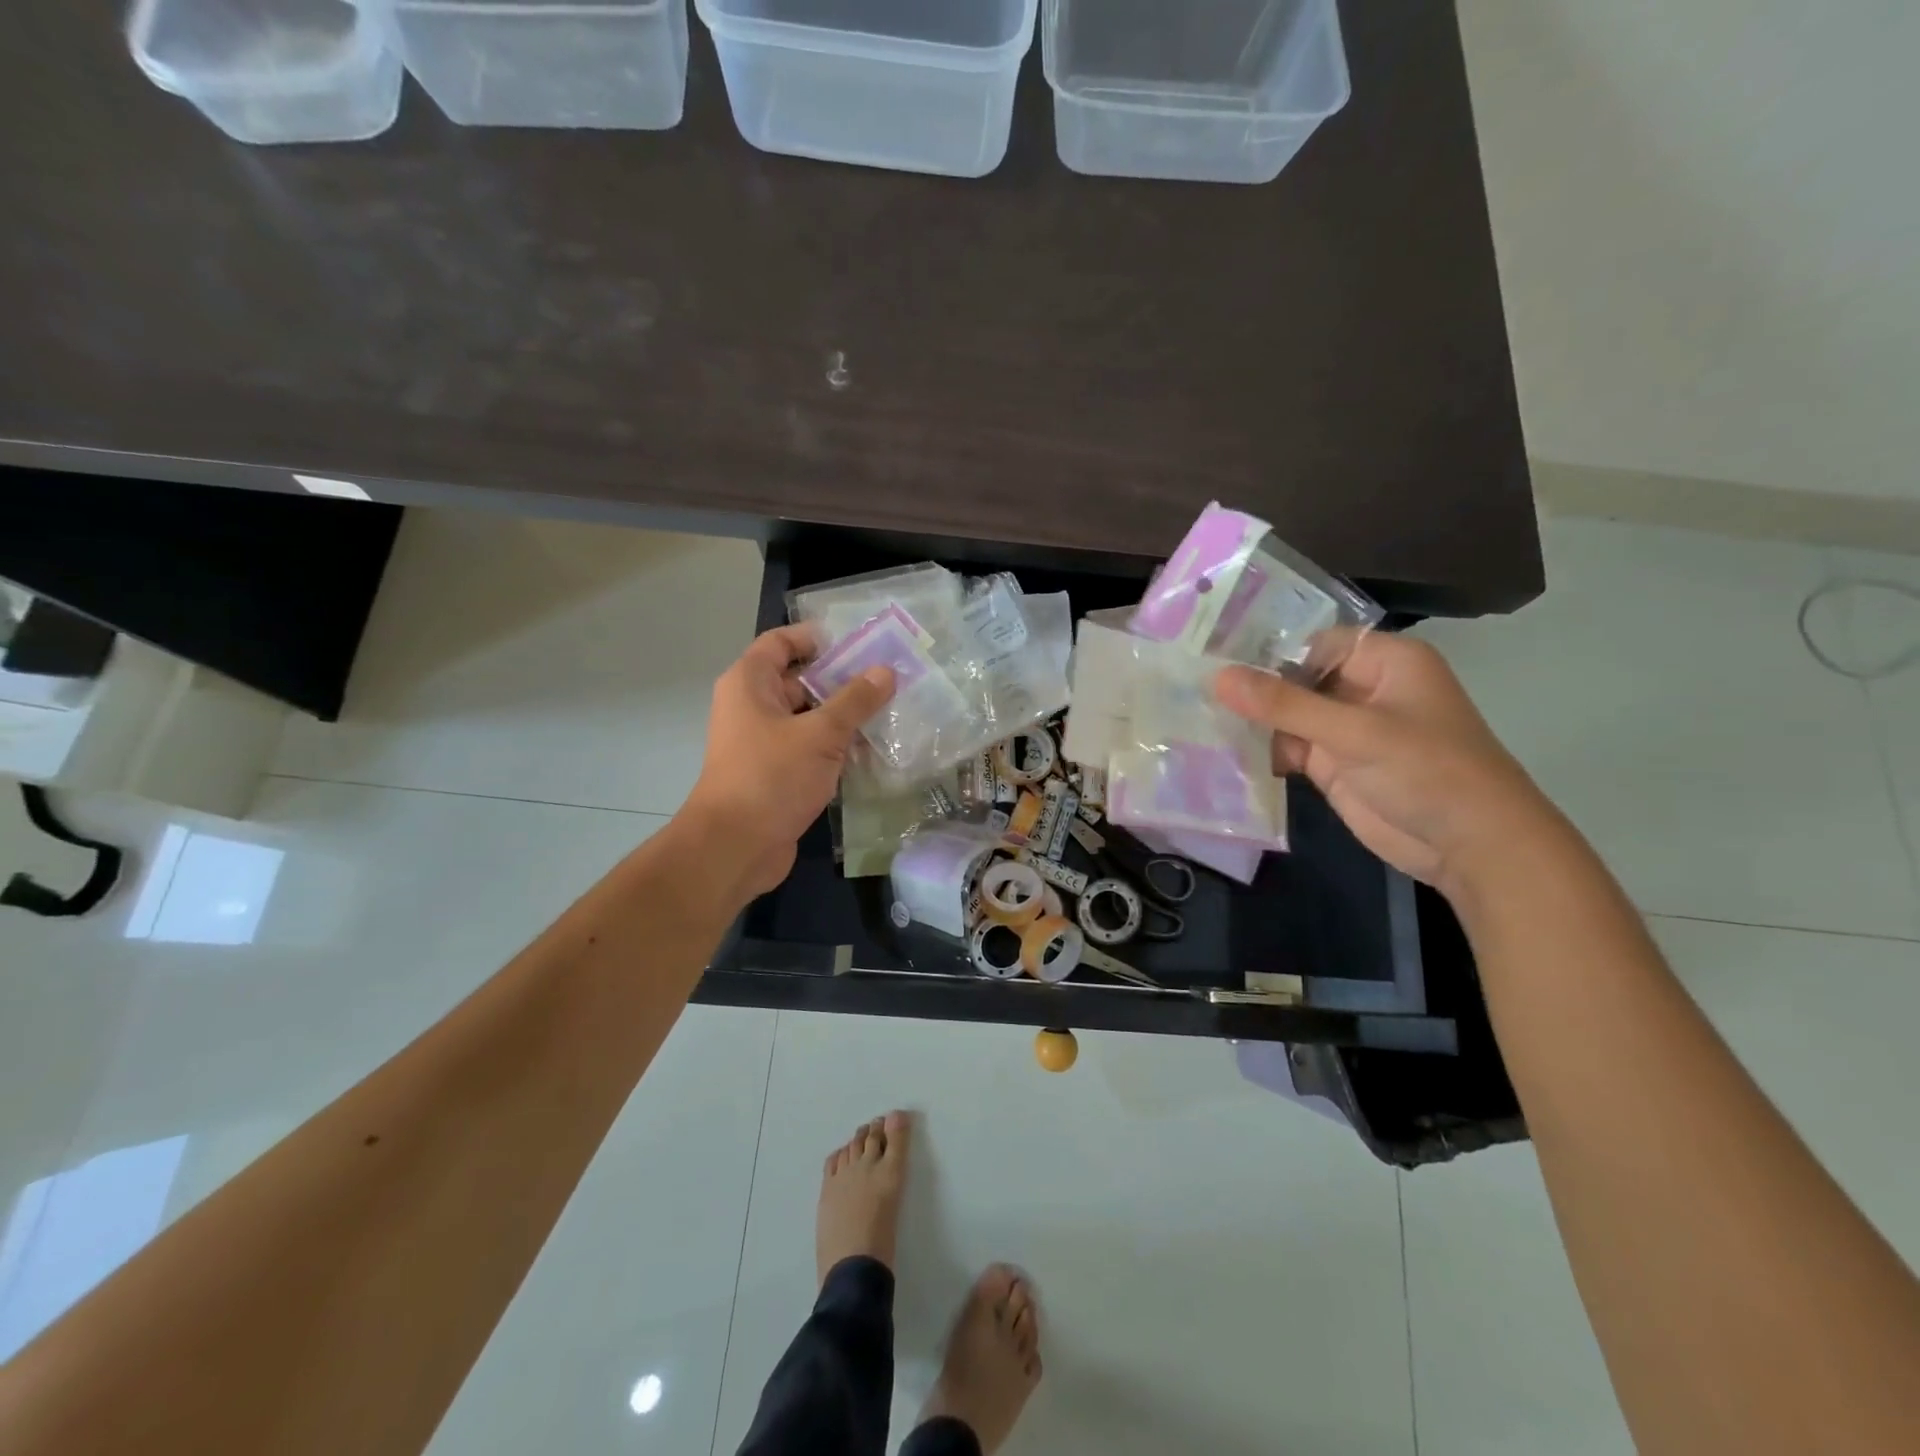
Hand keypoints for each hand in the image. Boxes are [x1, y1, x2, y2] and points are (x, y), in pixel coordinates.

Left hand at [682, 627, 893, 900]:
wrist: (735, 847)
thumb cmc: (771, 777)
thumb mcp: (820, 734)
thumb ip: (855, 700)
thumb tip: (885, 671)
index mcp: (750, 684)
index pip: (781, 642)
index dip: (817, 638)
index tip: (860, 643)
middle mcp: (753, 706)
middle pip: (800, 679)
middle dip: (842, 679)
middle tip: (888, 680)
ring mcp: (764, 742)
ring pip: (809, 717)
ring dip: (844, 716)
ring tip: (891, 712)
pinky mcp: (777, 772)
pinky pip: (810, 748)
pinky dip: (836, 746)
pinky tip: (873, 751)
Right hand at [1213, 634, 1560, 895]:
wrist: (1471, 847)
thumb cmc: (1428, 772)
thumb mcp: (1355, 732)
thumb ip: (1284, 705)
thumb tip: (1217, 677)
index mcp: (1383, 661)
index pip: (1311, 642)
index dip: (1264, 649)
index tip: (1210, 657)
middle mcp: (1362, 688)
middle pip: (1294, 677)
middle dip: (1250, 686)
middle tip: (1190, 686)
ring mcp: (1345, 729)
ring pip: (1286, 714)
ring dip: (1251, 720)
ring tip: (1195, 717)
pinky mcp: (1332, 765)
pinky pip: (1287, 747)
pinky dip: (1261, 750)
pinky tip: (1221, 749)